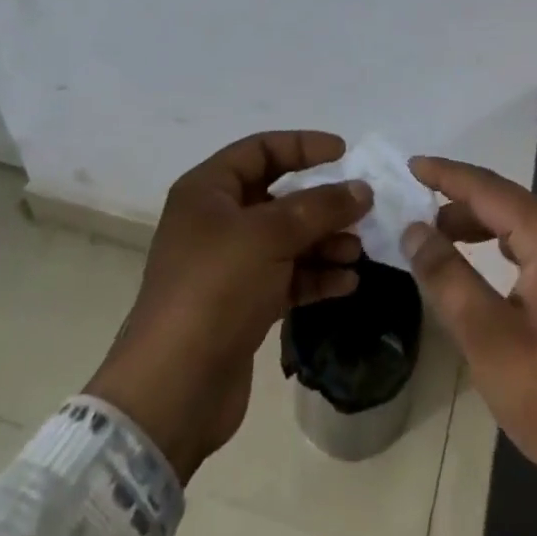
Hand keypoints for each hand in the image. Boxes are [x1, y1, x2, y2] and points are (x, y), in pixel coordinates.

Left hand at [85, 131, 371, 483]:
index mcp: (208, 190)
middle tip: (361, 210)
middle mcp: (216, 222)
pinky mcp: (241, 305)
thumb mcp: (270, 235)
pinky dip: (315, 277)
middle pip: (278, 196)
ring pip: (286, 239)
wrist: (174, 390)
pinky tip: (346, 283)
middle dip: (321, 203)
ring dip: (324, 242)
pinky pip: (286, 277)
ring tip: (357, 252)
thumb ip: (320, 207)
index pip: (261, 150)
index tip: (344, 153)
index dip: (303, 145)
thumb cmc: (216, 288)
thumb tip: (363, 189)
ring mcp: (228, 266)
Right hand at [402, 157, 536, 535]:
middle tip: (419, 210)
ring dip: (484, 227)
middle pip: (511, 204)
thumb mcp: (488, 339)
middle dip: (462, 203)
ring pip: (528, 227)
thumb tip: (414, 231)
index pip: (491, 190)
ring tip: (443, 238)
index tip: (412, 165)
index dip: (448, 176)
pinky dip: (509, 249)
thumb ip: (447, 276)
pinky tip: (488, 264)